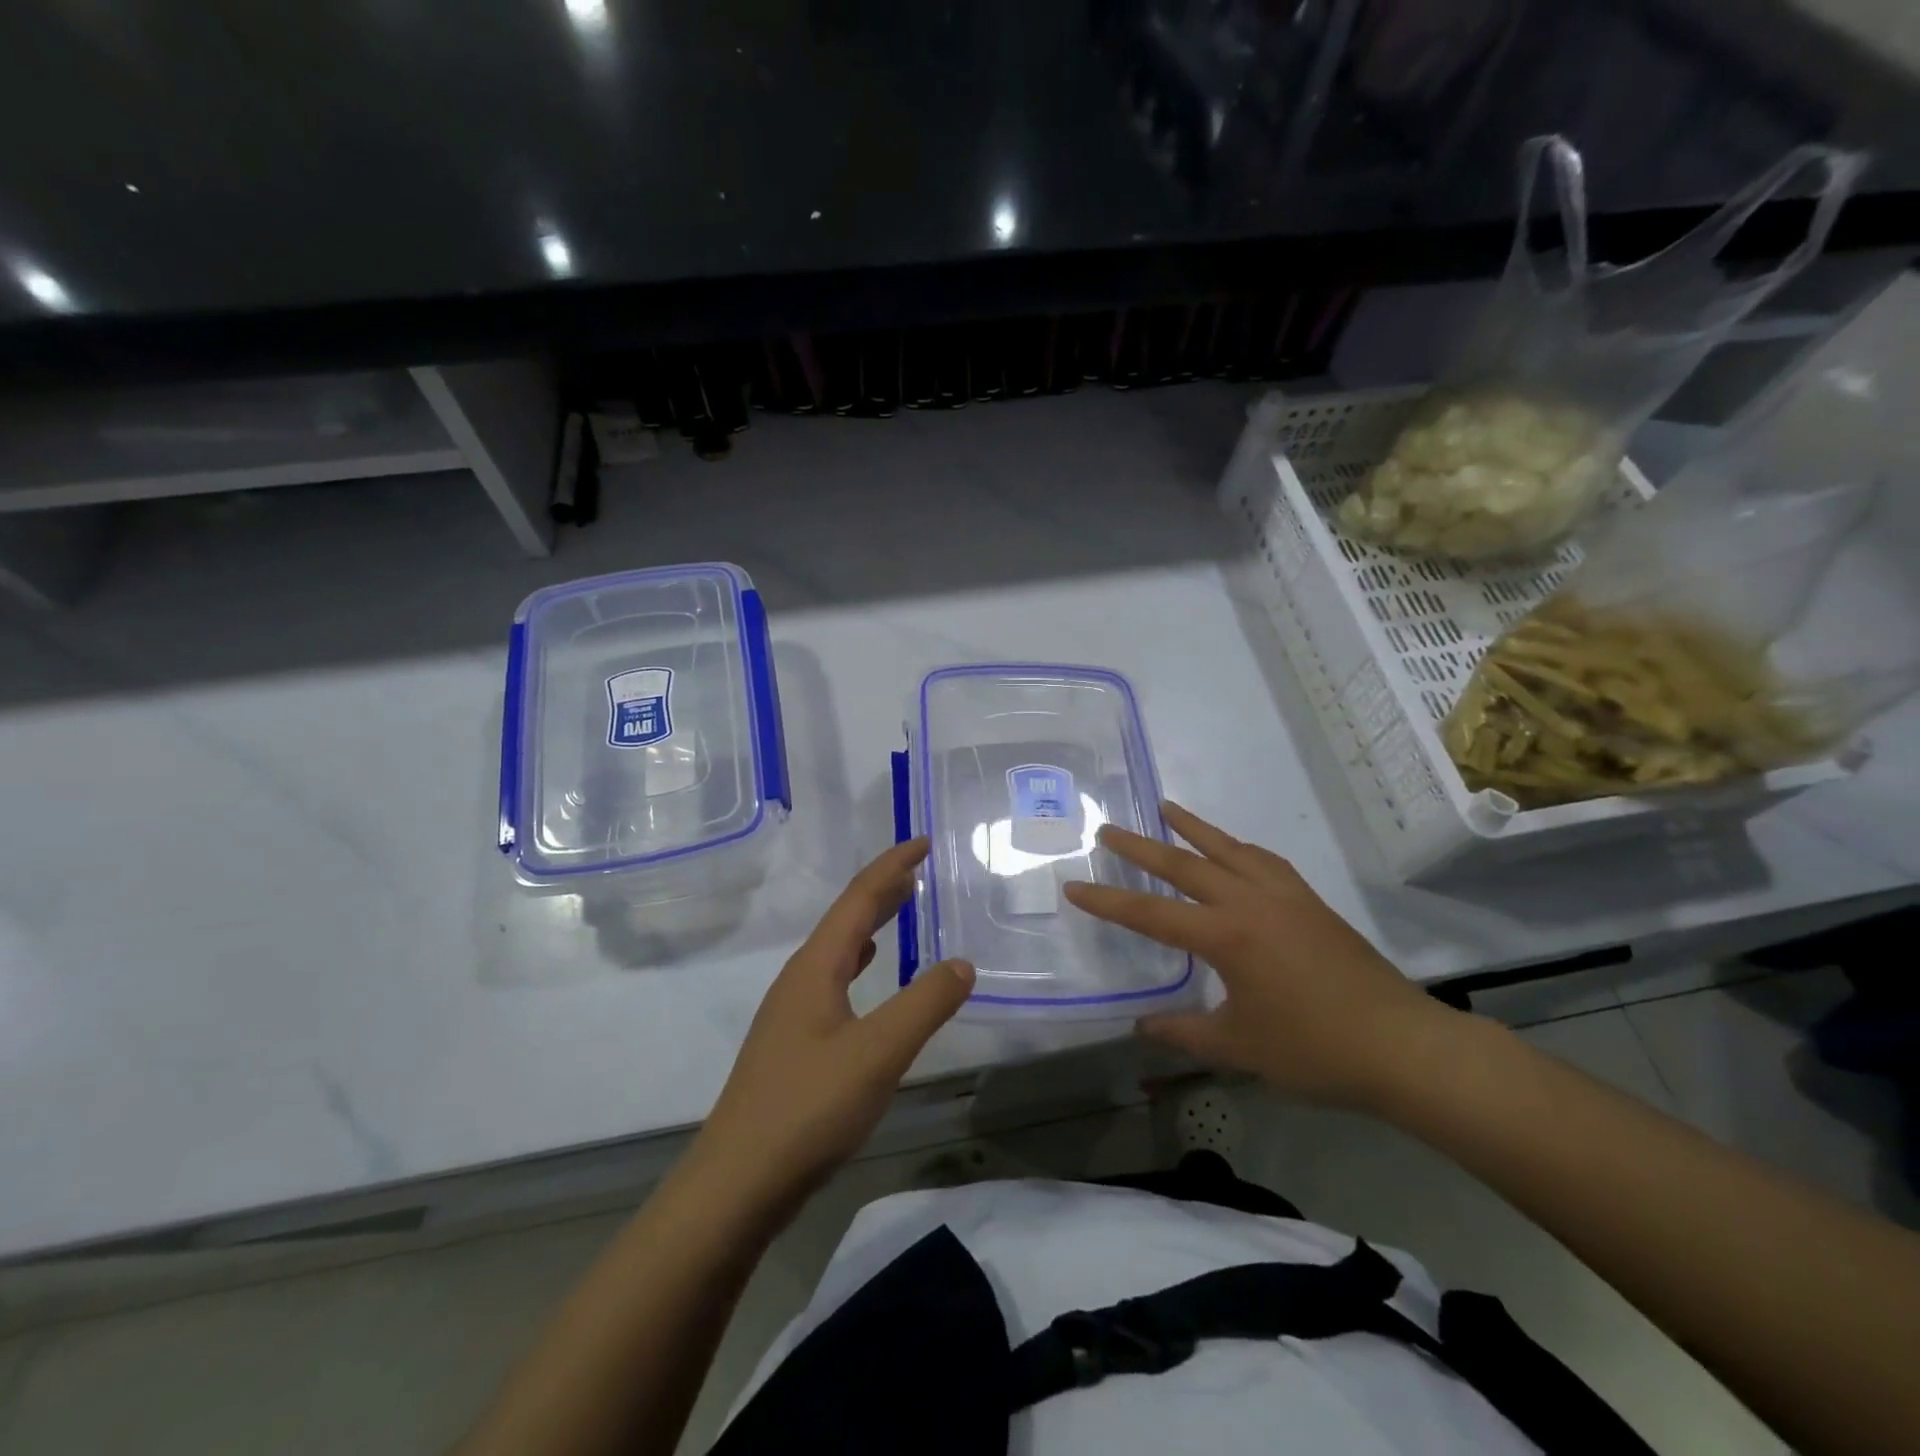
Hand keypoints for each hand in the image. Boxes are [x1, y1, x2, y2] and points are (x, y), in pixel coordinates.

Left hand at [690, 839, 974, 1213]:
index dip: (891, 867)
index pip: (858, 899)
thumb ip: (924, 1005)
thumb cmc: (808, 1108)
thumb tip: (962, 964)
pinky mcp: (793, 1044)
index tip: (922, 842)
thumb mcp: (878, 1053)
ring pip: (838, 950)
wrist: (737, 1184)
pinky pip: (834, 980)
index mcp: (816, 967)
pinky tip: (866, 974)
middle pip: (844, 918)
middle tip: (918, 870)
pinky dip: (859, 962)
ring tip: (900, 909)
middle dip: (882, 889)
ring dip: (870, 923)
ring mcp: (792, 1012)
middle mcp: (800, 979)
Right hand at [1063, 802, 1463, 1110]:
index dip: (1108, 901)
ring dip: (1192, 827)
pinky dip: (1236, 846)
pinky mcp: (1309, 901)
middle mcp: (1249, 902)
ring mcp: (1284, 895)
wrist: (1403, 1045)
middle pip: (1183, 864)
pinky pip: (1262, 859)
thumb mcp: (1239, 1047)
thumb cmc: (1315, 1050)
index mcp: (1225, 935)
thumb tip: (1142, 1026)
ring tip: (1166, 807)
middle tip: (1108, 829)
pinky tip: (1232, 849)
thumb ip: (1183, 1031)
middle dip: (1140, 846)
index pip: (1150, 914)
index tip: (1074, 886)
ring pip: (1227, 848)